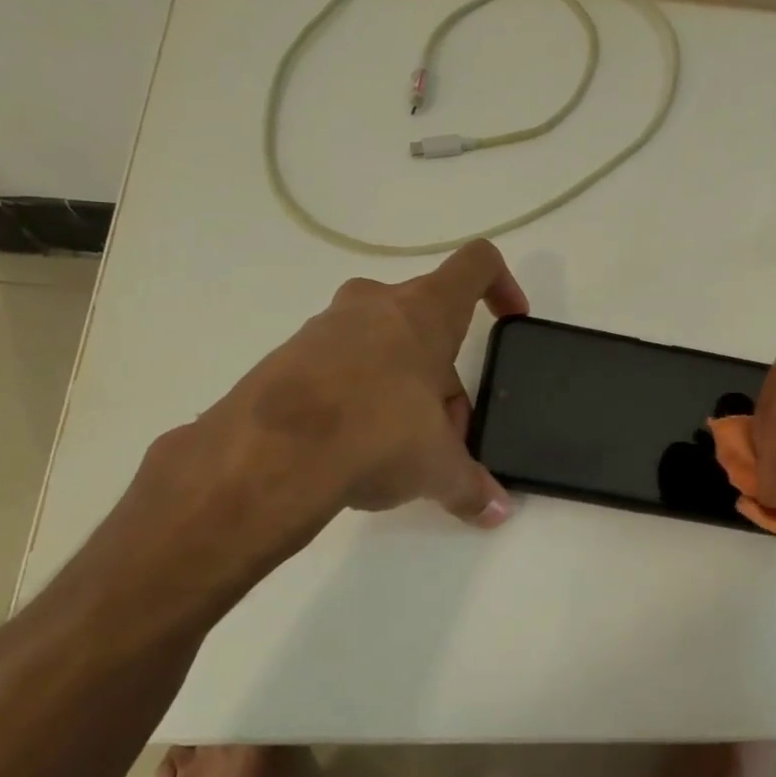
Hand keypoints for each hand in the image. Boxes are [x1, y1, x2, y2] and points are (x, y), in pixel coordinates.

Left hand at [104, 241, 526, 598]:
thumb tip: (497, 511)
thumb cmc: (375, 434)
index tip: (510, 320)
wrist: (265, 455)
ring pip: (383, 346)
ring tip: (397, 450)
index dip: (502, 286)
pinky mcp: (287, 355)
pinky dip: (358, 398)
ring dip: (402, 388)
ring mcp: (325, 326)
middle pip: (428, 325)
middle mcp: (374, 303)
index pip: (476, 265)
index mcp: (423, 310)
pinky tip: (351, 450)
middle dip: (445, 376)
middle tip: (445, 432)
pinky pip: (340, 367)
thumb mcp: (436, 467)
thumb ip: (471, 485)